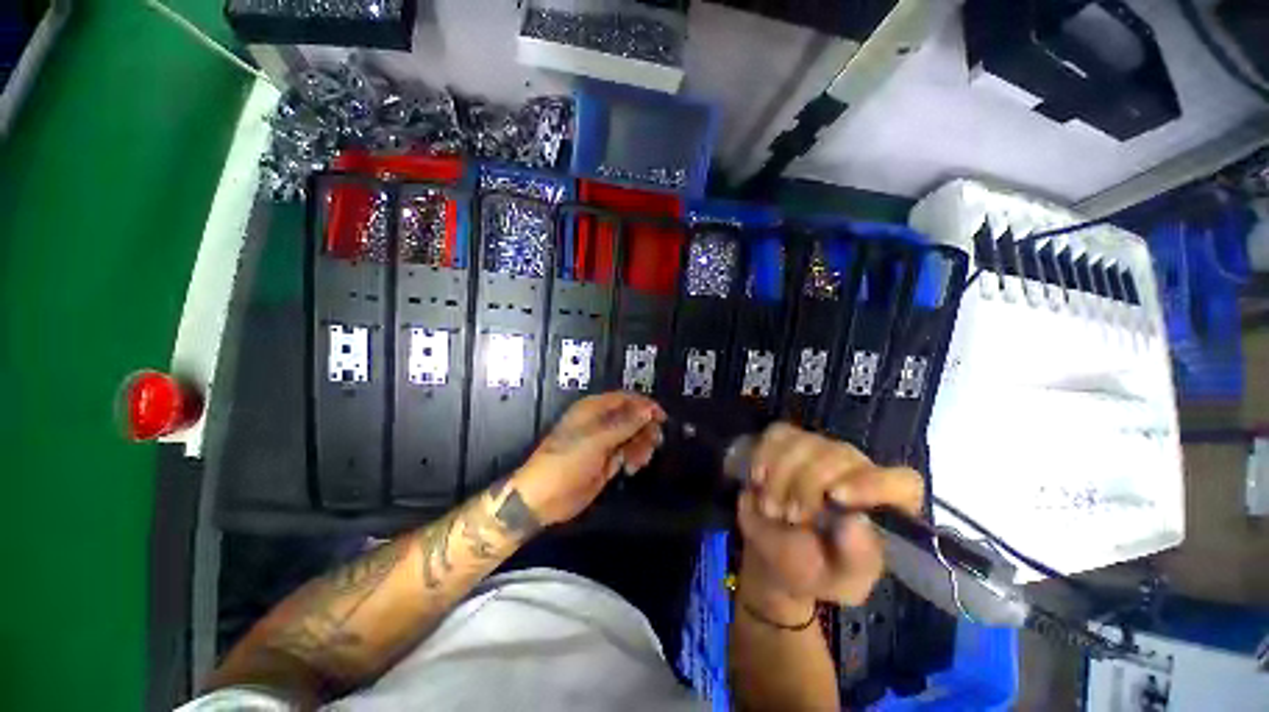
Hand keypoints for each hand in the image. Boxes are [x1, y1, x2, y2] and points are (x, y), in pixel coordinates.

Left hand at [513, 392, 665, 525]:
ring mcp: (605, 442)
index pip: (625, 399)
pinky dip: (634, 458)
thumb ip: (625, 423)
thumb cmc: (566, 462)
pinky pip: (629, 452)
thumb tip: (648, 409)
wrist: (545, 498)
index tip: (661, 417)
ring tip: (638, 461)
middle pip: (633, 417)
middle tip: (653, 443)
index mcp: (593, 409)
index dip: (645, 405)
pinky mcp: (608, 459)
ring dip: (641, 446)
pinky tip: (631, 468)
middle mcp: (601, 422)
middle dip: (645, 429)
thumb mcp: (596, 440)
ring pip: (633, 436)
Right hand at [737, 423, 922, 606]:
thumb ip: (856, 558)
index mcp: (886, 506)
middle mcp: (857, 469)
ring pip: (803, 443)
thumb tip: (857, 521)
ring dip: (780, 476)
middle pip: (839, 455)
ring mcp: (820, 449)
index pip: (902, 482)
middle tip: (790, 516)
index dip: (872, 484)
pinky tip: (759, 480)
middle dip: (806, 486)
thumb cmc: (815, 569)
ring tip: (772, 508)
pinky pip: (777, 435)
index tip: (836, 498)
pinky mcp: (789, 440)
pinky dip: (764, 457)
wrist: (773, 551)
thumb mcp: (841, 580)